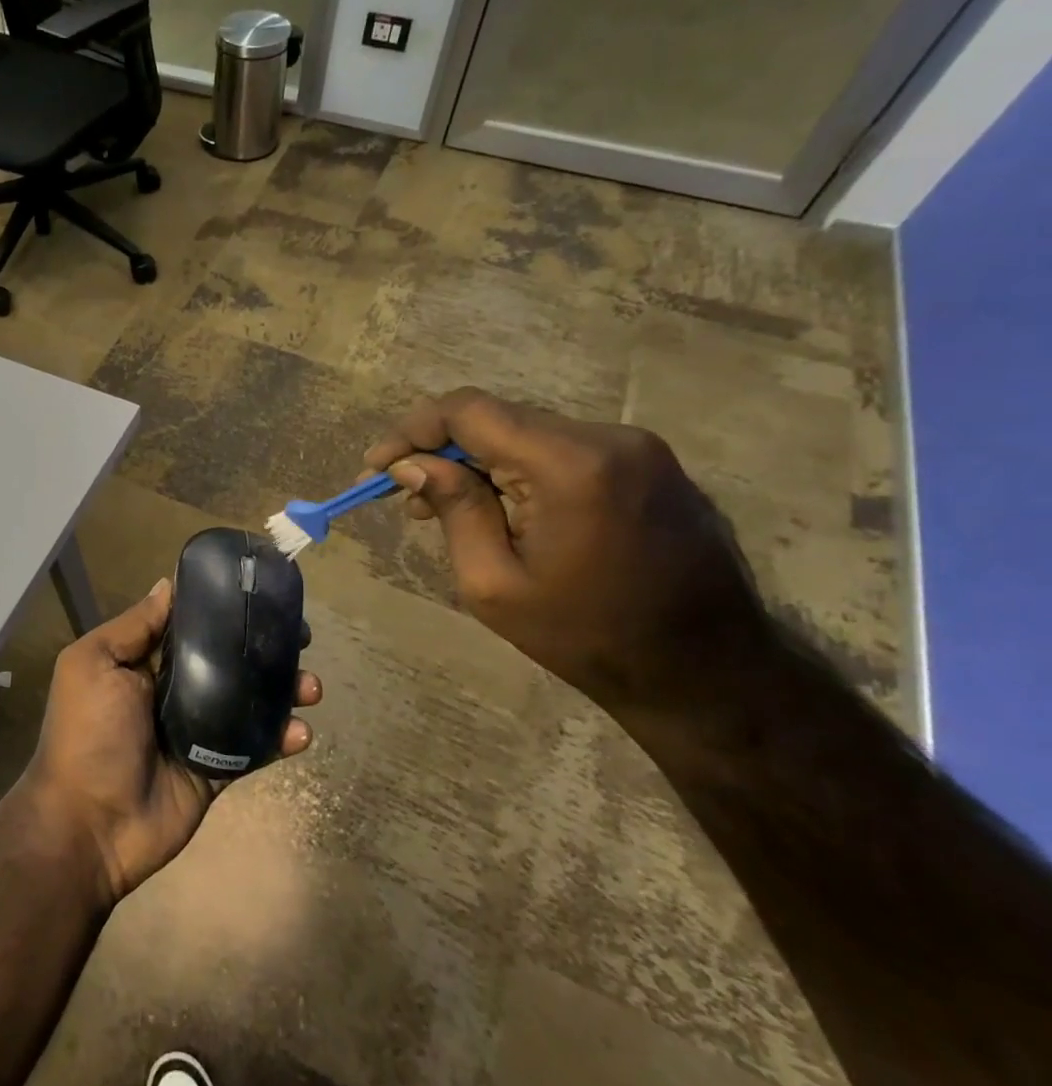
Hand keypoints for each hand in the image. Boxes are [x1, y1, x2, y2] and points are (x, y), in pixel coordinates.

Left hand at [20, 577, 322, 905]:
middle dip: (265, 648)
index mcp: (143, 662)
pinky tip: (301, 732)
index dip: (224, 609)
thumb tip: (166, 584)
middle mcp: (173, 690)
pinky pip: (254, 747)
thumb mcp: (94, 664)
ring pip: (249, 700)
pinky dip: (281, 737)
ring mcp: (198, 730)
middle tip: (302, 639)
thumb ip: (133, 627)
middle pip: (228, 660)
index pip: (191, 626)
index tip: (261, 595)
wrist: (90, 824)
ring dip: (284, 690)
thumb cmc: (88, 732)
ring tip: (310, 687)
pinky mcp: (216, 768)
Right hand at [365, 388, 769, 710]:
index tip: (377, 466)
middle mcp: (608, 438)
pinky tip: (500, 508)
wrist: (708, 675)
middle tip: (404, 496)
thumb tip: (412, 464)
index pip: (469, 411)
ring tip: (444, 507)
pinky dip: (518, 470)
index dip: (412, 430)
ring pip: (528, 433)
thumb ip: (453, 509)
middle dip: (440, 450)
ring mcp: (637, 448)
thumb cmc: (588, 637)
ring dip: (478, 462)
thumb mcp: (494, 584)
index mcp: (570, 465)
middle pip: (498, 419)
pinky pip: (562, 450)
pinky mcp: (650, 465)